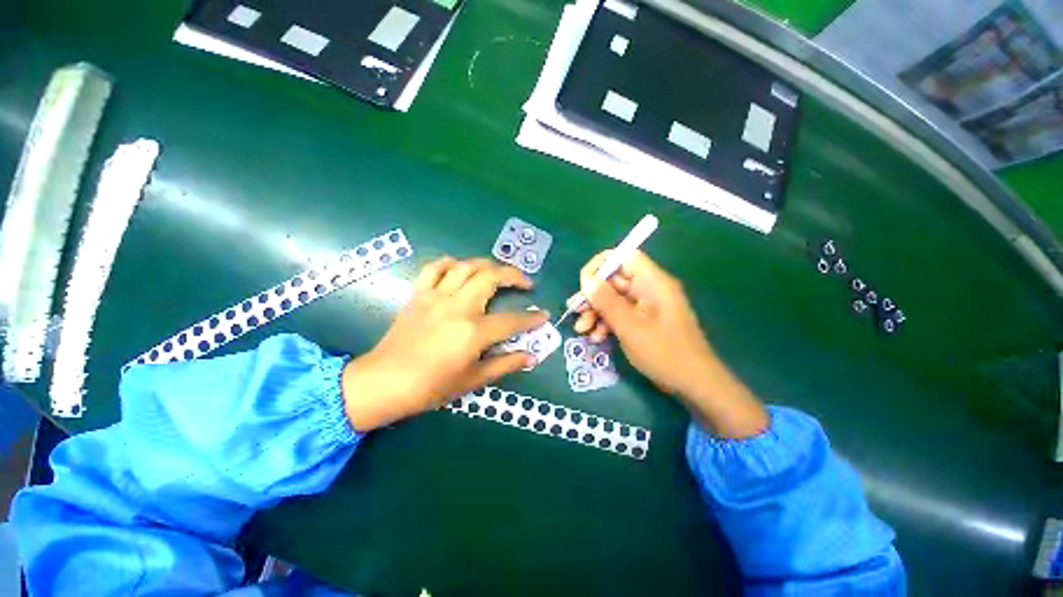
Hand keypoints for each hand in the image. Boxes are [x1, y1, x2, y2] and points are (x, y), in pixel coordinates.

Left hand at [342, 257, 547, 431]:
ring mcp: (436, 297)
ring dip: (487, 264)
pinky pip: (434, 268)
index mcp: (473, 332)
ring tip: (498, 272)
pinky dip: (449, 263)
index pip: (512, 320)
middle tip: (526, 282)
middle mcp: (458, 307)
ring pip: (466, 266)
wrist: (384, 382)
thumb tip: (531, 356)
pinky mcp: (419, 295)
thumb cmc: (430, 387)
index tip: (543, 315)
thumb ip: (505, 364)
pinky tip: (459, 268)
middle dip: (514, 275)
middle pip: (491, 277)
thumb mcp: (473, 380)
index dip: (531, 318)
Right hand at [571, 250, 767, 437]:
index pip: (624, 257)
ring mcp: (647, 306)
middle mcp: (649, 289)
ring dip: (596, 312)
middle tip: (574, 310)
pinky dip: (607, 323)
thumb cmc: (664, 352)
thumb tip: (586, 279)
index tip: (583, 282)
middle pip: (614, 281)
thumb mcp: (629, 326)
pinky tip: (596, 338)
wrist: (694, 384)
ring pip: (614, 299)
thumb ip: (606, 301)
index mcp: (652, 282)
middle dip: (593, 296)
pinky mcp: (644, 321)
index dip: (602, 265)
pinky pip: (621, 314)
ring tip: (581, 330)